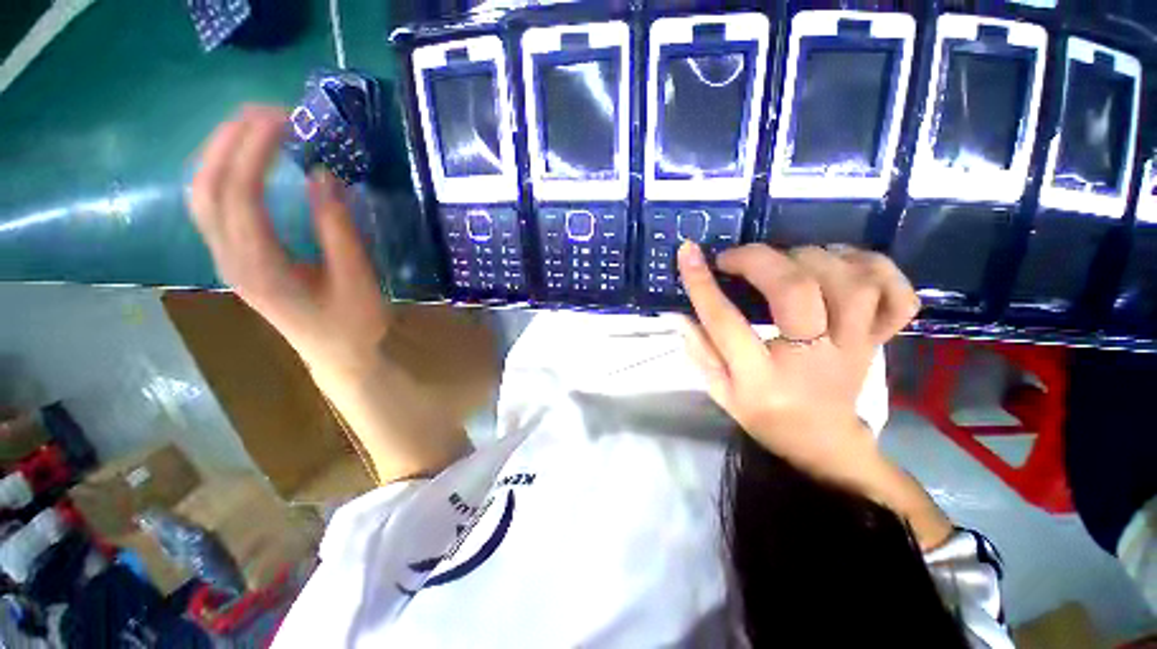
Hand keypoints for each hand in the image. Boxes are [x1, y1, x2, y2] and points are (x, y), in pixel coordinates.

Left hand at [188, 106, 389, 382]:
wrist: (340, 356)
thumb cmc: (354, 323)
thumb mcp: (357, 279)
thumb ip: (338, 229)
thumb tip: (323, 175)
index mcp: (262, 268)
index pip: (240, 196)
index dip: (255, 150)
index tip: (286, 118)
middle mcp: (231, 260)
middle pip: (206, 188)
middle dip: (229, 140)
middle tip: (268, 111)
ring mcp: (228, 260)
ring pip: (202, 195)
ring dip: (220, 151)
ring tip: (255, 124)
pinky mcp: (236, 258)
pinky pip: (214, 206)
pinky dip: (224, 172)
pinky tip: (245, 159)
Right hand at [677, 242, 919, 486]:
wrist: (823, 442)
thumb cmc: (765, 417)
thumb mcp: (720, 392)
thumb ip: (700, 352)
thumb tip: (682, 312)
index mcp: (762, 378)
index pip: (726, 323)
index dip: (703, 284)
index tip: (688, 253)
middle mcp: (812, 359)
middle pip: (796, 291)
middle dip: (760, 260)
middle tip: (735, 258)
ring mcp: (854, 348)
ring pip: (851, 284)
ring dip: (813, 257)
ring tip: (785, 258)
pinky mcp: (878, 340)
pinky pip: (897, 297)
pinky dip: (876, 269)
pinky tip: (844, 263)